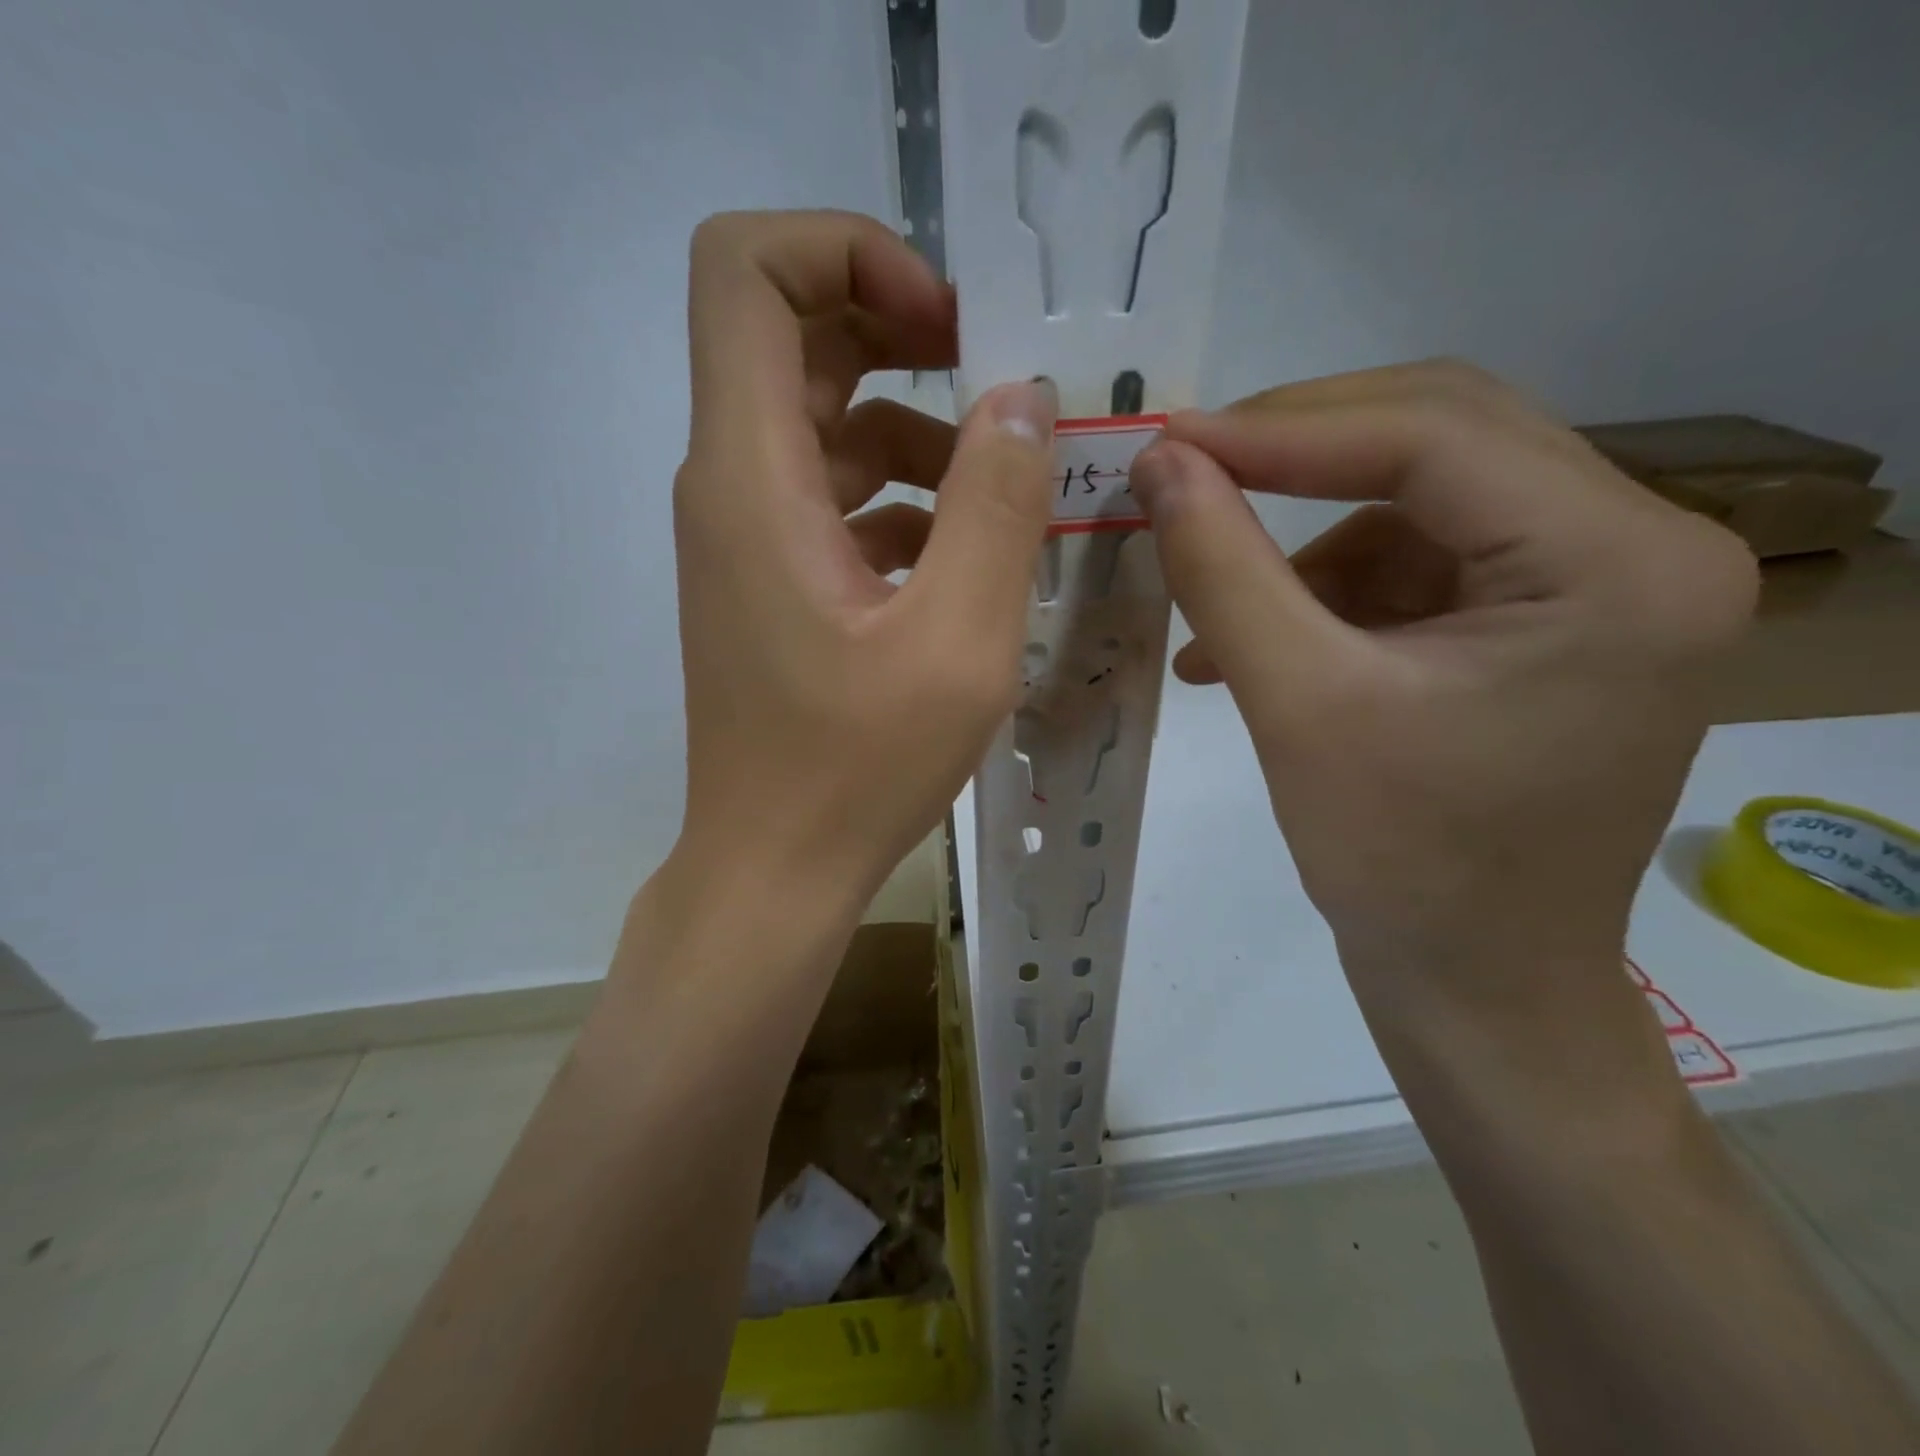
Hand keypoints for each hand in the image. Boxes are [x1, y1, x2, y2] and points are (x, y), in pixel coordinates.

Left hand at [672, 210, 1057, 918]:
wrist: (774, 867)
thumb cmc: (856, 768)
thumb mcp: (958, 639)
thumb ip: (997, 505)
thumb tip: (1023, 401)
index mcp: (752, 475)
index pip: (744, 270)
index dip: (844, 249)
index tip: (943, 323)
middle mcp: (729, 485)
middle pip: (792, 335)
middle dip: (899, 332)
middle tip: (997, 384)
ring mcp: (745, 535)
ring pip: (822, 422)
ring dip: (914, 431)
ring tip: (1005, 490)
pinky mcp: (770, 580)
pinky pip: (832, 497)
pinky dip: (899, 498)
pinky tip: (963, 557)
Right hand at [1130, 362, 1757, 988]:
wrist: (1475, 982)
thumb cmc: (1400, 862)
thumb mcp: (1296, 703)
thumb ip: (1222, 570)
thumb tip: (1159, 466)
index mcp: (1620, 564)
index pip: (1436, 436)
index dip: (1283, 429)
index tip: (1168, 444)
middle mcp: (1642, 548)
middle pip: (1444, 441)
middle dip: (1296, 455)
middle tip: (1185, 474)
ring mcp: (1599, 584)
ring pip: (1420, 502)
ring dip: (1303, 545)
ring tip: (1216, 613)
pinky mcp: (1547, 620)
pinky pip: (1420, 562)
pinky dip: (1328, 590)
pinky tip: (1257, 645)